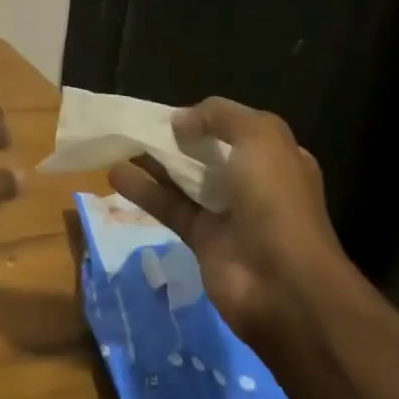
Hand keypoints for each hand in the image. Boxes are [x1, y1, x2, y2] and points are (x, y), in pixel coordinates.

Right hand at [108, 98, 351, 350]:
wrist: (284, 285)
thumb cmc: (276, 200)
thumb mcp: (260, 136)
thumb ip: (219, 116)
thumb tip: (180, 120)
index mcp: (275, 158)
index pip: (236, 129)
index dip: (206, 119)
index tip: (172, 114)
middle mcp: (253, 183)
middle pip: (206, 154)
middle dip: (175, 140)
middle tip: (137, 126)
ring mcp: (227, 214)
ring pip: (183, 180)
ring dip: (152, 162)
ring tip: (118, 144)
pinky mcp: (201, 239)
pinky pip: (168, 207)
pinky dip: (142, 190)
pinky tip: (114, 174)